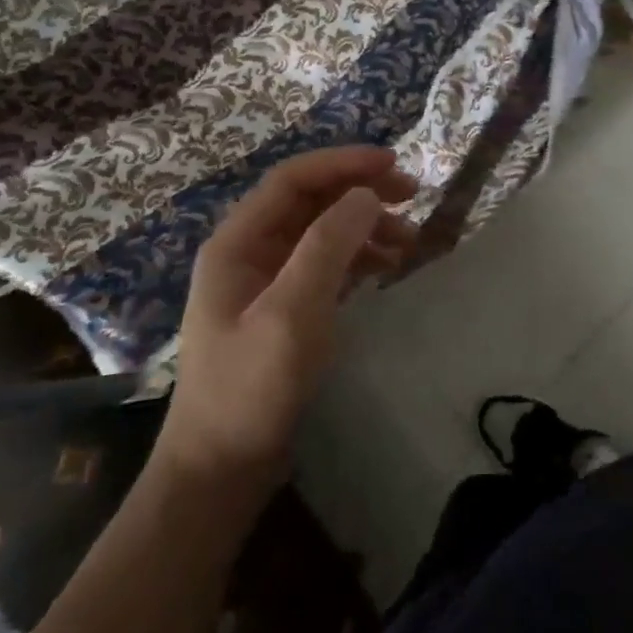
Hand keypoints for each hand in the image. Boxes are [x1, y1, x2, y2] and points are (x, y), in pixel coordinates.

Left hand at [154, 146, 418, 492]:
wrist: (221, 470)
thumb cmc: (250, 387)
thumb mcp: (291, 313)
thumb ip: (328, 246)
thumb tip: (368, 194)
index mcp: (237, 242)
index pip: (294, 179)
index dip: (343, 163)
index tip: (393, 164)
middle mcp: (250, 251)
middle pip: (311, 200)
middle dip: (361, 191)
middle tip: (412, 195)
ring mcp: (267, 280)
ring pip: (323, 230)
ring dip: (366, 225)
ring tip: (409, 239)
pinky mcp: (285, 306)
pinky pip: (327, 262)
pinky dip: (360, 255)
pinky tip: (388, 265)